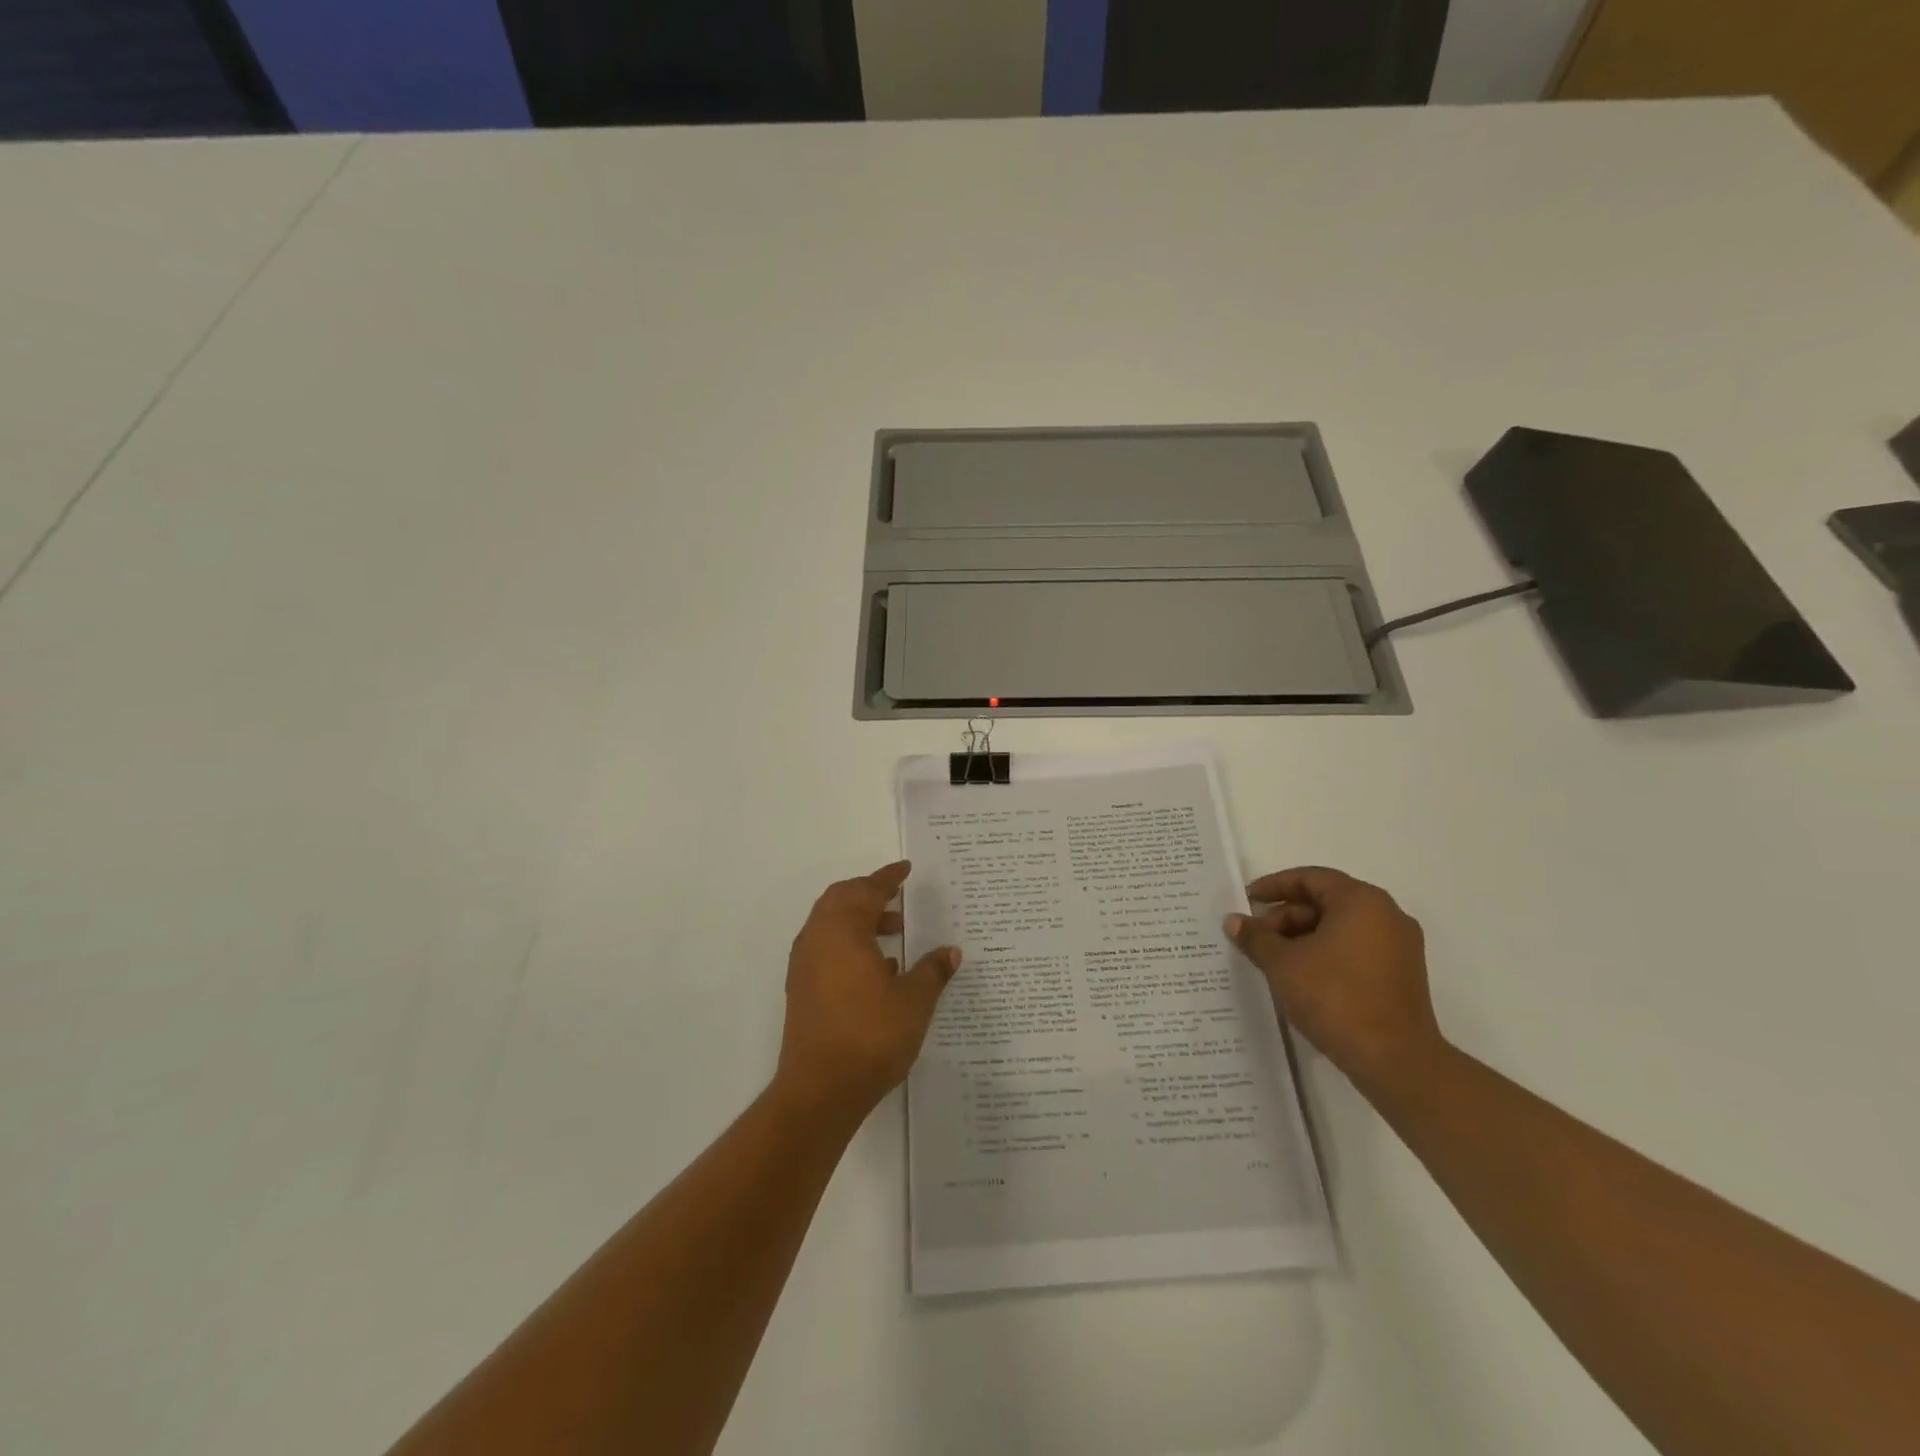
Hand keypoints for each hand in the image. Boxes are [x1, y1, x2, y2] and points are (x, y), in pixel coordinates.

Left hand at [775, 861, 961, 1124]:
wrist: (820, 1090)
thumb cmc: (870, 1036)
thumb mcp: (914, 1001)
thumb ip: (933, 971)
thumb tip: (951, 951)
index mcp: (843, 930)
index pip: (867, 890)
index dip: (888, 877)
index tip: (905, 869)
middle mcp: (818, 939)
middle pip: (841, 899)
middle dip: (870, 894)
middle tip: (899, 898)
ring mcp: (805, 964)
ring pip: (831, 924)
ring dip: (860, 919)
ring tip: (896, 933)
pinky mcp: (801, 988)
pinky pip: (826, 947)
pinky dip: (849, 942)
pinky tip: (878, 967)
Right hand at [1225, 867, 1443, 1097]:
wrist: (1395, 1060)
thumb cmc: (1335, 997)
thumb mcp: (1282, 963)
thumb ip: (1256, 937)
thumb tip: (1234, 921)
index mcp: (1361, 901)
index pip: (1310, 878)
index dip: (1274, 886)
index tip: (1247, 900)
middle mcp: (1387, 915)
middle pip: (1326, 902)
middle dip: (1286, 916)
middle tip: (1256, 937)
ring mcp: (1399, 947)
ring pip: (1340, 928)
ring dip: (1303, 937)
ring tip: (1272, 959)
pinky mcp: (1401, 976)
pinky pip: (1355, 950)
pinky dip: (1325, 954)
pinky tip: (1300, 976)